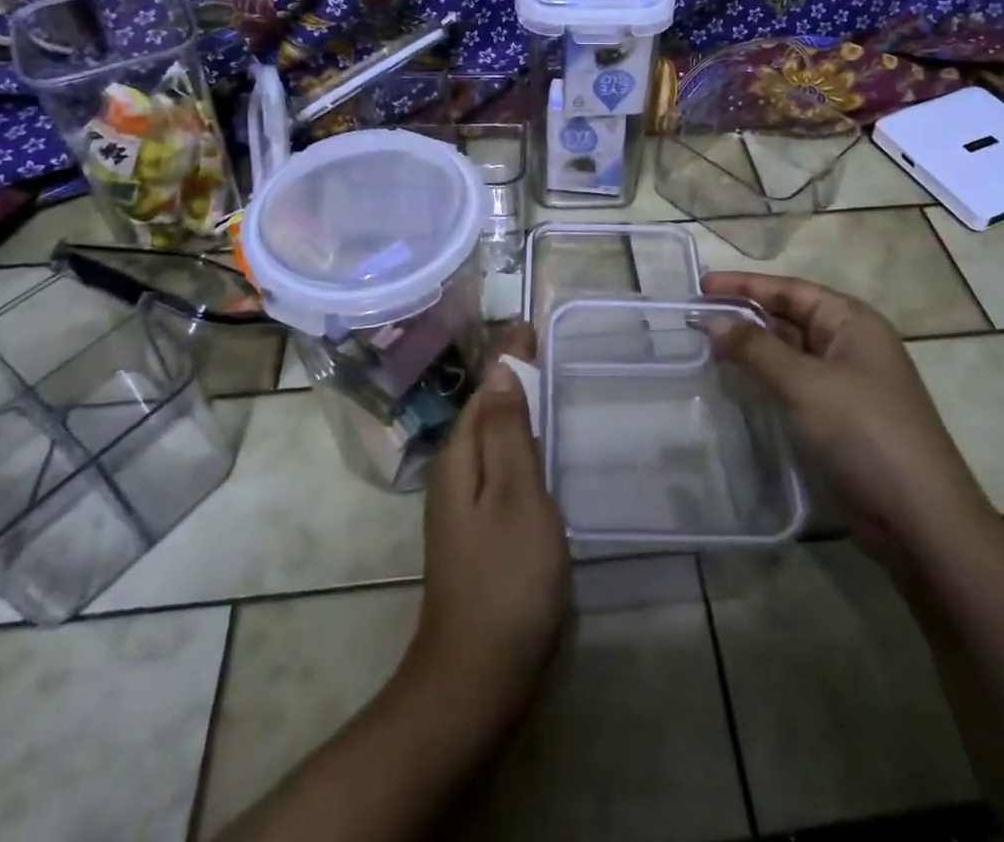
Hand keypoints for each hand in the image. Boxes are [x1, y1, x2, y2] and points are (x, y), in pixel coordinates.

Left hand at [406, 323, 570, 723]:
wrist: (476, 679)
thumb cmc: (505, 579)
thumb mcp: (515, 495)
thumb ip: (510, 431)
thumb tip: (500, 368)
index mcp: (461, 456)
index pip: (488, 387)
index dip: (510, 356)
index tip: (531, 323)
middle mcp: (455, 473)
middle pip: (486, 410)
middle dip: (511, 376)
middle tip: (545, 344)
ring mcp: (464, 506)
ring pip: (492, 439)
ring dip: (516, 408)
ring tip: (548, 384)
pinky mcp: (480, 532)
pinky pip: (499, 468)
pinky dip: (520, 444)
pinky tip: (541, 451)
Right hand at [700, 272, 992, 568]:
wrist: (919, 519)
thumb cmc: (864, 432)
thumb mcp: (805, 383)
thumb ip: (756, 349)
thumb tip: (713, 320)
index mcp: (852, 322)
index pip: (790, 290)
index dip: (744, 285)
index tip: (701, 284)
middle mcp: (850, 345)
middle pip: (789, 318)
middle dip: (745, 315)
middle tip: (696, 316)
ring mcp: (845, 383)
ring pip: (789, 353)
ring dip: (752, 348)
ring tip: (706, 345)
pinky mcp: (838, 418)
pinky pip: (793, 384)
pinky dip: (764, 378)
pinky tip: (735, 382)